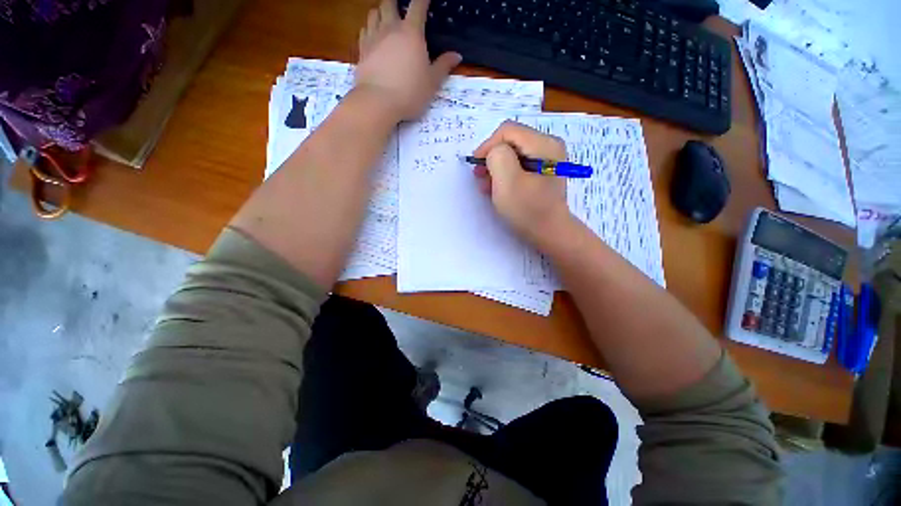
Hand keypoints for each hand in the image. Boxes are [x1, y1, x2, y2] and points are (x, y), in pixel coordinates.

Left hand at [356, 0, 461, 120]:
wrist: (379, 101)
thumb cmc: (410, 92)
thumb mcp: (432, 82)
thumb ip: (443, 66)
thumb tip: (457, 55)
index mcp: (412, 33)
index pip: (418, 5)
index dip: (423, 0)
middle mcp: (391, 28)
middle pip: (390, 3)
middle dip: (396, 2)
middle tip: (401, 9)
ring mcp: (373, 37)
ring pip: (374, 13)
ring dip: (381, 12)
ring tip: (386, 19)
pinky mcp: (362, 50)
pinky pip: (364, 30)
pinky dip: (369, 28)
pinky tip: (372, 36)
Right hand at [472, 121, 573, 245]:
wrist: (550, 233)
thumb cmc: (528, 209)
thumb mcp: (507, 181)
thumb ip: (497, 157)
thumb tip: (494, 152)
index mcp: (543, 144)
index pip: (507, 131)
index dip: (487, 146)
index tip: (477, 167)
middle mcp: (548, 146)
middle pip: (510, 141)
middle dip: (492, 158)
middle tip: (480, 177)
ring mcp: (547, 159)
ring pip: (513, 154)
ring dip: (496, 168)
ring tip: (487, 186)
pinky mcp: (543, 172)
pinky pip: (519, 165)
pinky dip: (505, 174)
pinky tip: (498, 188)